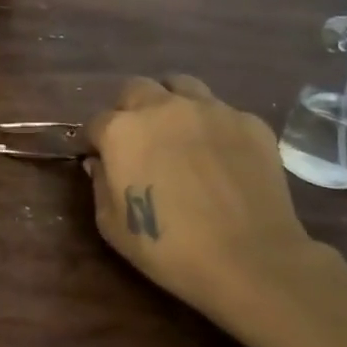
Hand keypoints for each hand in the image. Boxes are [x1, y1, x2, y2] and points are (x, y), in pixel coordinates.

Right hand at [83, 76, 318, 329]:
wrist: (250, 260)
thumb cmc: (168, 247)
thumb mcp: (111, 225)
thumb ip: (99, 184)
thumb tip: (99, 163)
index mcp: (121, 131)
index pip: (96, 122)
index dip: (96, 142)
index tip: (102, 159)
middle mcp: (162, 107)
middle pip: (136, 89)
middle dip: (130, 109)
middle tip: (139, 140)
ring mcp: (210, 110)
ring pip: (181, 86)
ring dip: (171, 103)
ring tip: (178, 132)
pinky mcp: (250, 123)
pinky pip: (223, 112)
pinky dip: (213, 126)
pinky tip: (220, 155)